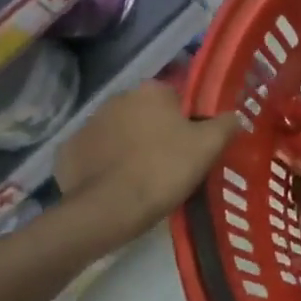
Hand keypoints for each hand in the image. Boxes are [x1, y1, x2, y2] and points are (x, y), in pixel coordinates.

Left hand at [53, 82, 241, 246]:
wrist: (109, 210)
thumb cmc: (164, 169)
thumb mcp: (209, 146)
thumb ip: (226, 124)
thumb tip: (234, 117)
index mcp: (151, 90)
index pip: (176, 99)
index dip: (186, 122)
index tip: (191, 146)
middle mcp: (117, 98)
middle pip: (145, 114)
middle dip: (155, 132)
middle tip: (169, 164)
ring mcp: (87, 124)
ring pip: (118, 133)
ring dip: (128, 147)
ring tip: (142, 179)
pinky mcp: (67, 152)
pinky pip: (94, 155)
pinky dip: (103, 166)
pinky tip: (115, 187)